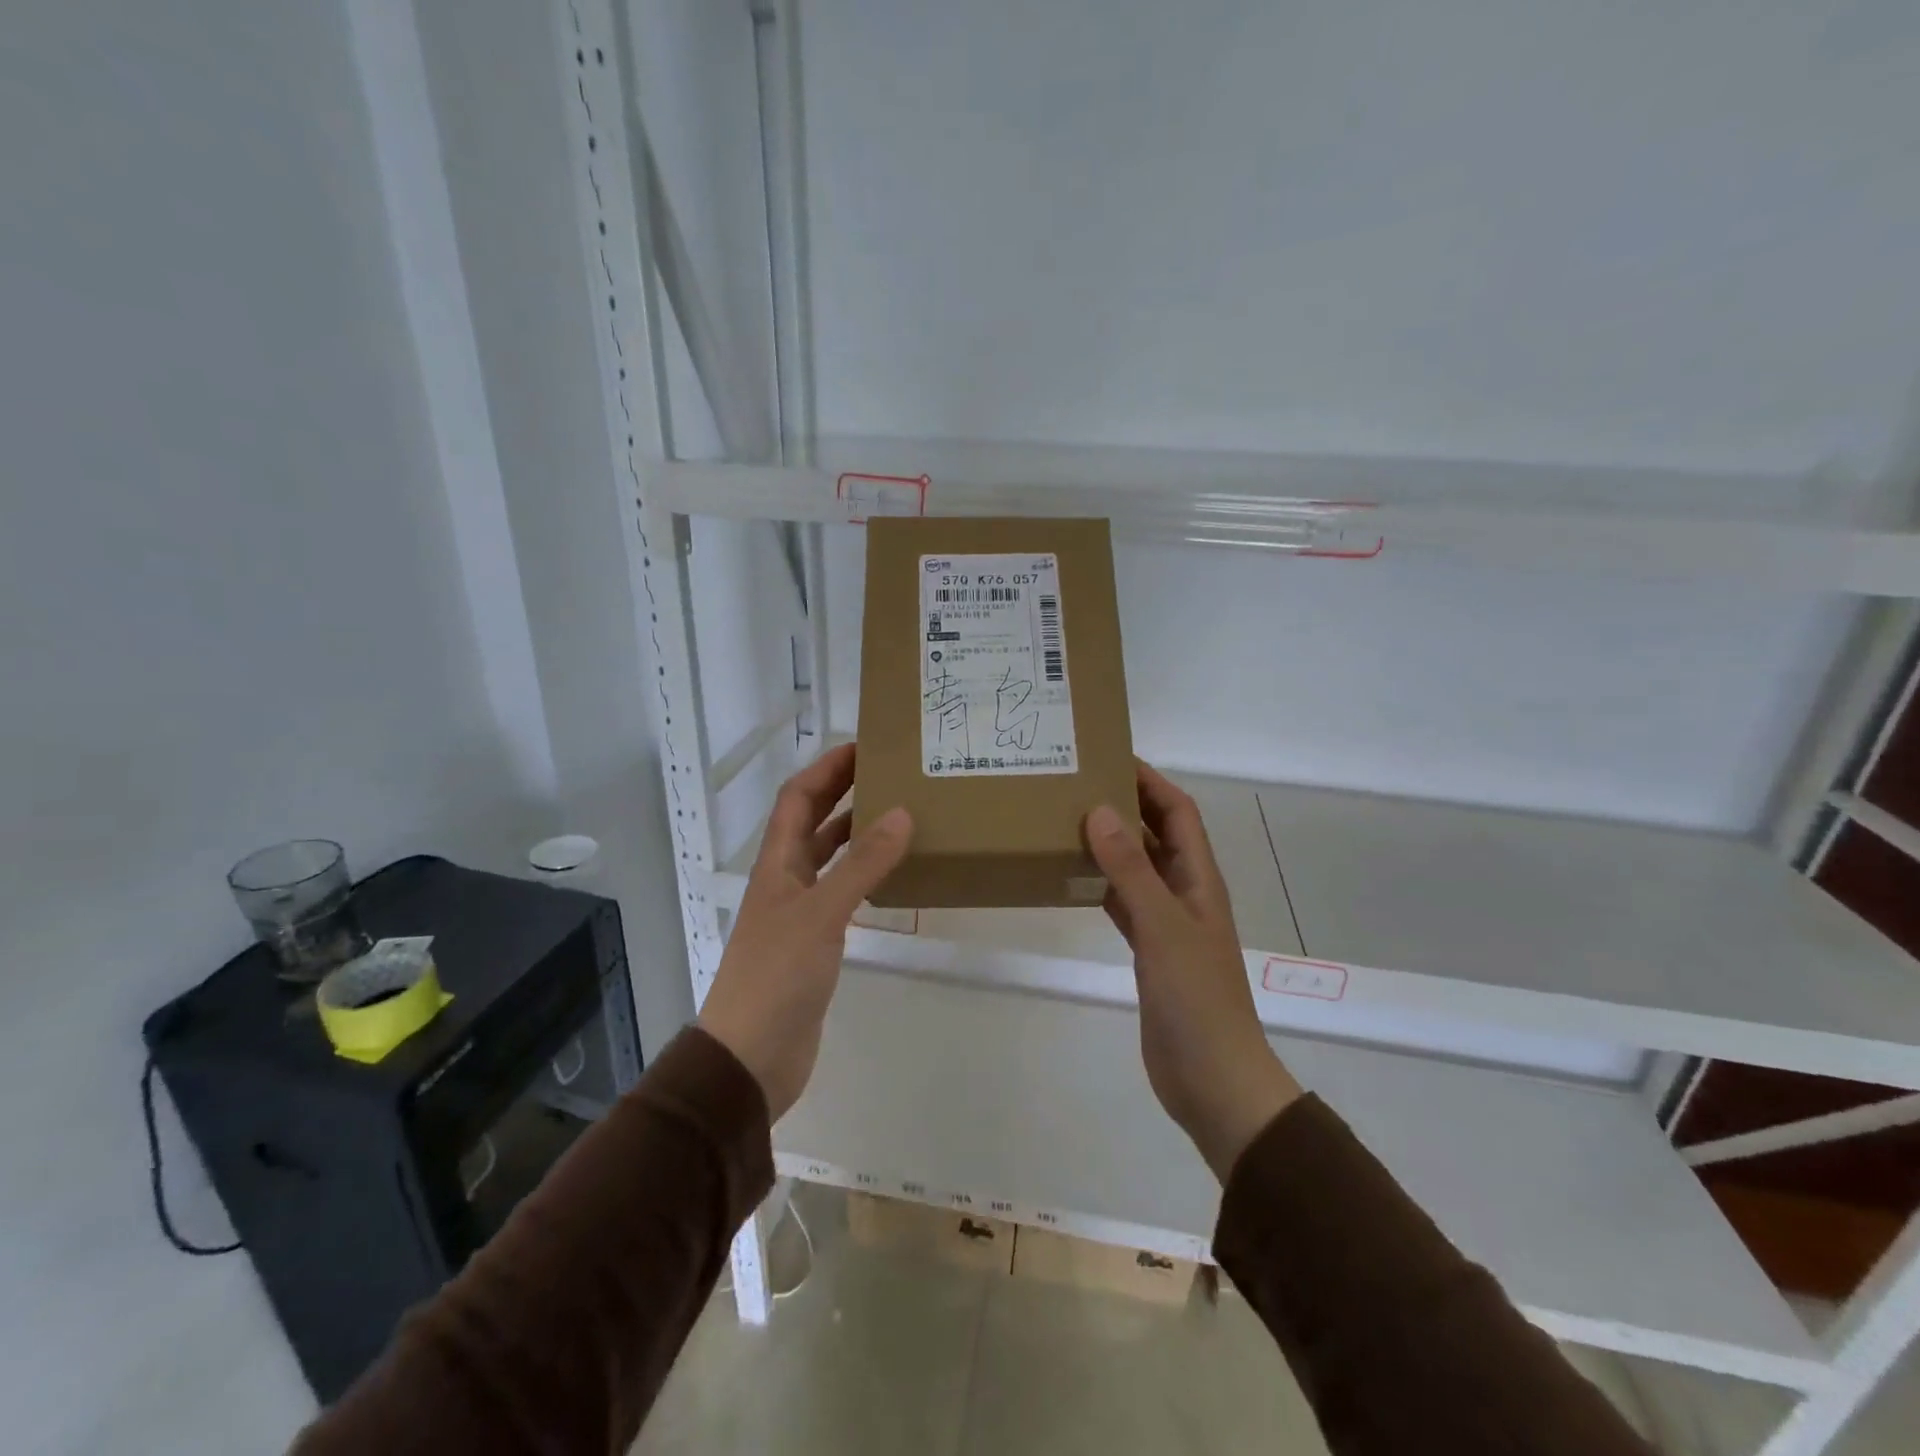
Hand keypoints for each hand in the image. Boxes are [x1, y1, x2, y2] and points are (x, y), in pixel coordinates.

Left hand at [697, 744, 911, 1120]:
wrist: (751, 1057)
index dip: (825, 768)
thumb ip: (862, 865)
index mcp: (777, 864)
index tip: (864, 746)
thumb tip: (901, 813)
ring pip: (829, 857)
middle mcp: (785, 880)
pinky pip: (842, 893)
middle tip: (890, 772)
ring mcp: (799, 912)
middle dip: (843, 792)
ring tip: (899, 814)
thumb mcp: (822, 913)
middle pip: (812, 821)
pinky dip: (864, 875)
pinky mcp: (815, 942)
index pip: (797, 798)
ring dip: (856, 832)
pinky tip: (891, 874)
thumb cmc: (777, 976)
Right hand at [1086, 762, 1301, 1180]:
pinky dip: (1100, 885)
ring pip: (1136, 868)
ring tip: (1067, 821)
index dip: (1150, 780)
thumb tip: (1100, 811)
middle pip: (1156, 834)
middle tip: (1077, 784)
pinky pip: (1123, 903)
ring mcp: (1167, 924)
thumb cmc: (1196, 999)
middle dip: (1125, 805)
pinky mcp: (1149, 952)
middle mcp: (1186, 893)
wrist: (1212, 1079)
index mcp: (1199, 880)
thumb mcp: (1162, 928)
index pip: (1177, 812)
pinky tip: (1071, 878)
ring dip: (1110, 844)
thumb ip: (1131, 871)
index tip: (1110, 755)